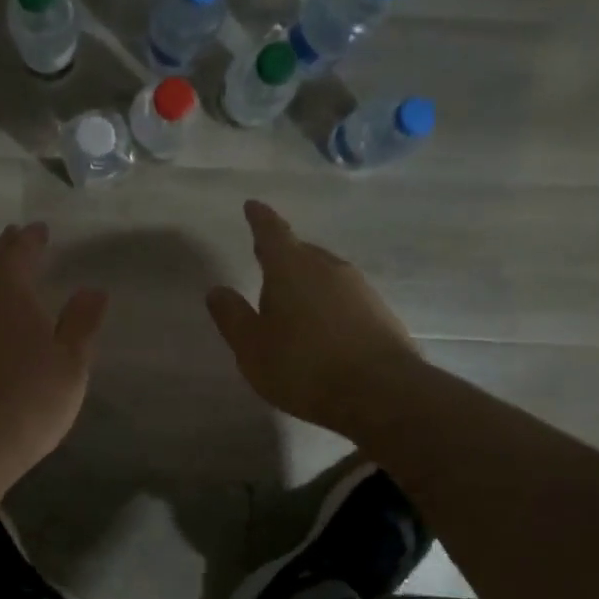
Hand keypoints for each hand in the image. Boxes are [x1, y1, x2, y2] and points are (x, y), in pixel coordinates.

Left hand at [0, 222, 108, 524]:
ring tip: (8, 275)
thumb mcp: (69, 363)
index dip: (30, 239)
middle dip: (7, 252)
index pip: (18, 253)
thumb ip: (81, 323)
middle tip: (19, 239)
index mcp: (7, 292)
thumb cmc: (26, 400)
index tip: (38, 228)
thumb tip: (93, 288)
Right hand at [205, 200, 419, 436]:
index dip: (259, 219)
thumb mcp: (252, 347)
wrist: (381, 393)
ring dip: (306, 279)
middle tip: (264, 257)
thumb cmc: (303, 366)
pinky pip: (344, 296)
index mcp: (290, 268)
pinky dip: (328, 302)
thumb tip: (217, 290)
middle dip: (282, 253)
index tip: (252, 206)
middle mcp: (327, 267)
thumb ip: (232, 316)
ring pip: (325, 273)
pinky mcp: (380, 312)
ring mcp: (359, 288)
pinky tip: (323, 326)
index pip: (271, 232)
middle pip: (300, 251)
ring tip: (292, 298)